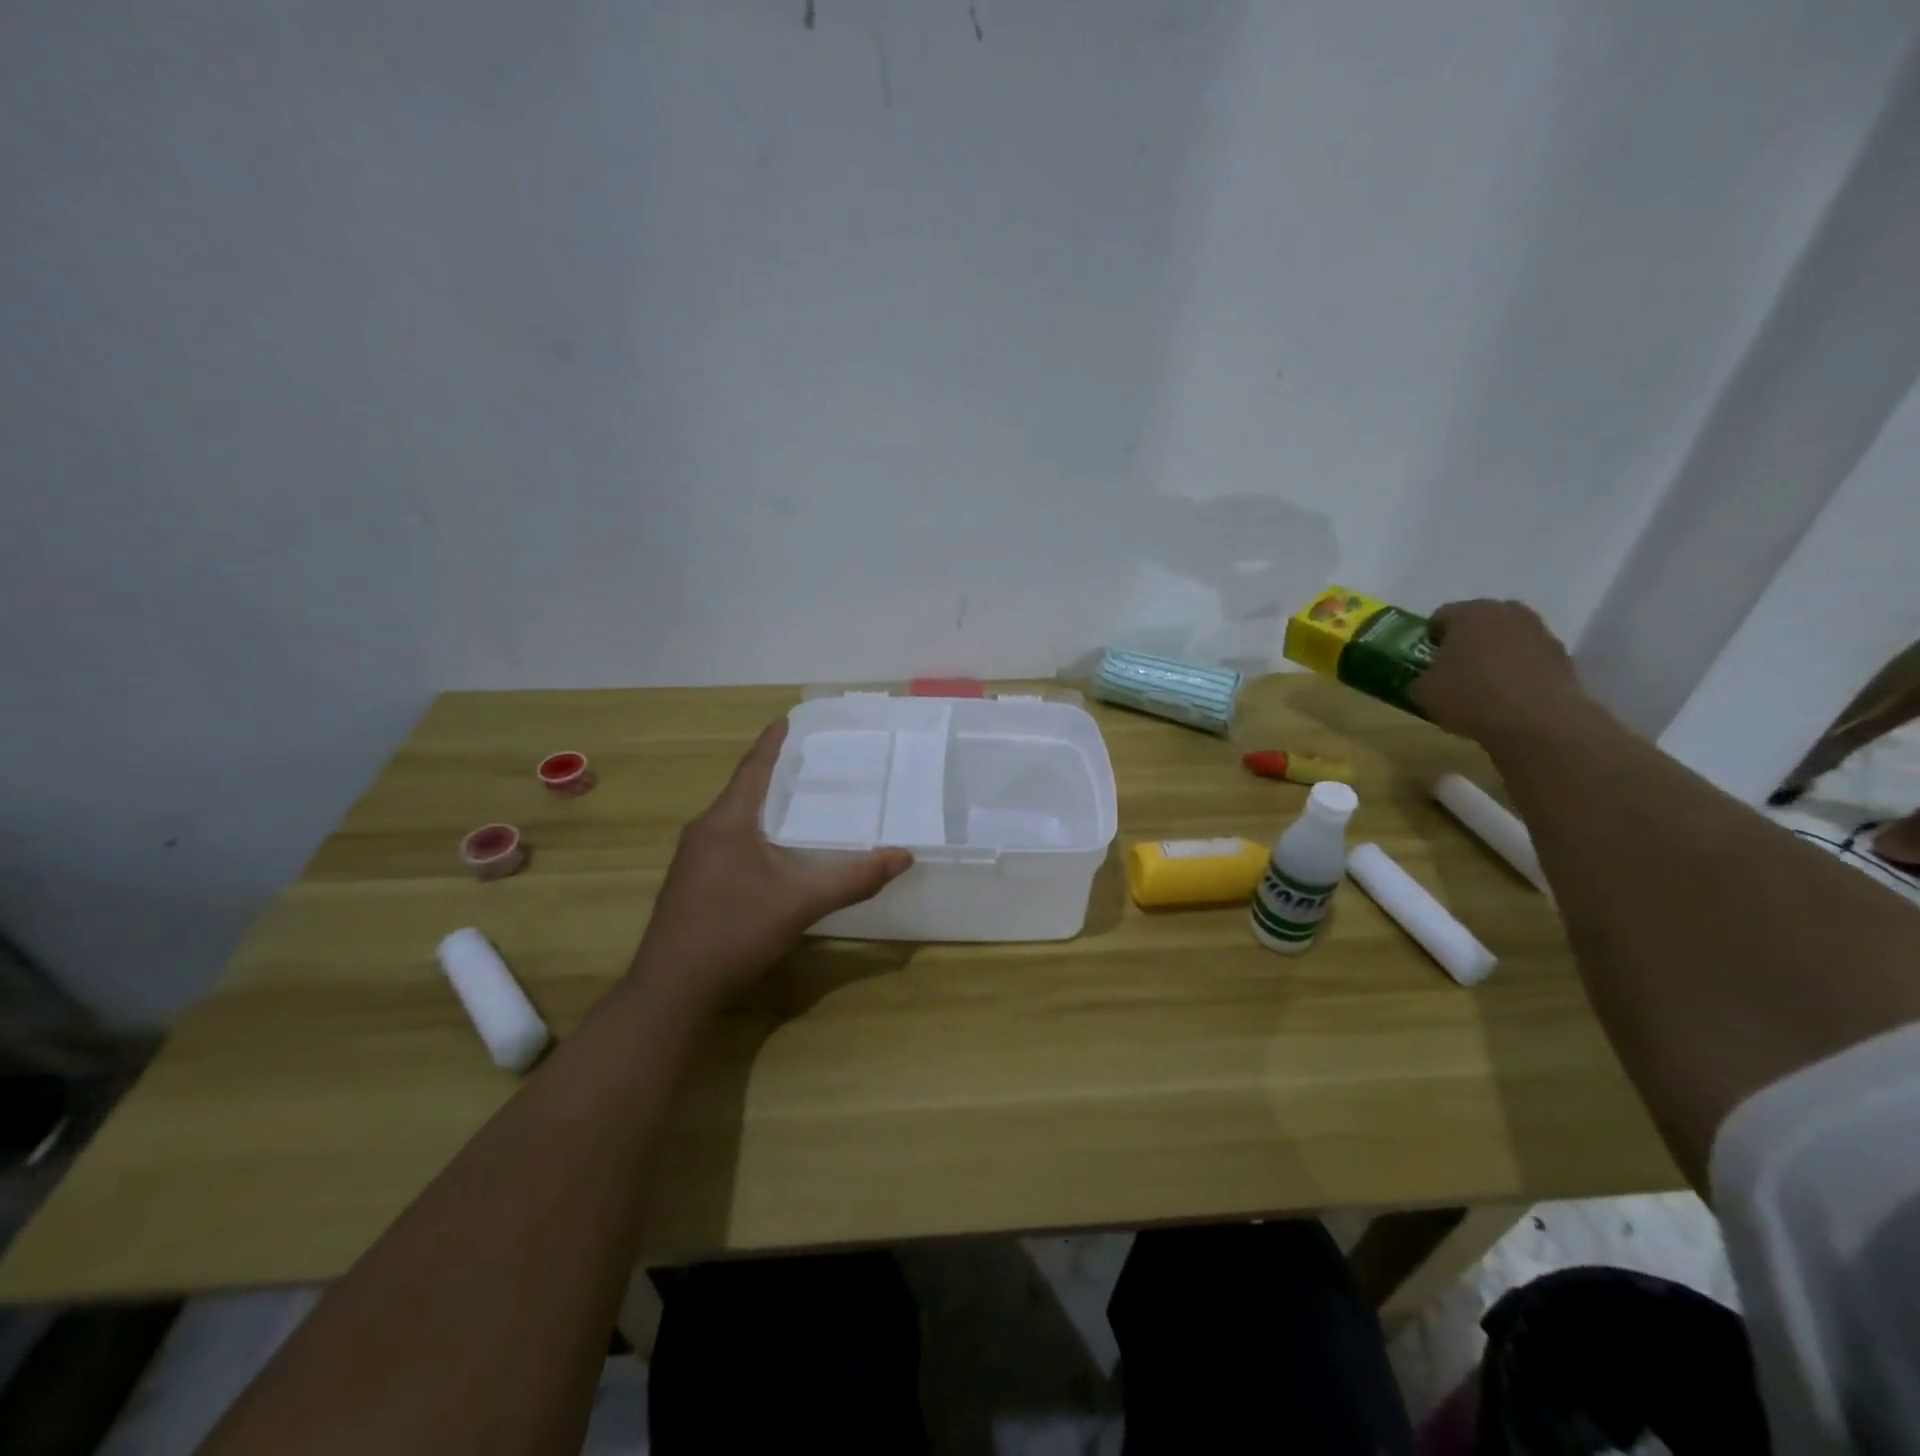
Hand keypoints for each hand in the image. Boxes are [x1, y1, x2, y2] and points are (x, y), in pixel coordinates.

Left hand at [632, 719, 913, 1004]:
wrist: (672, 988)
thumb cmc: (735, 930)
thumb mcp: (801, 902)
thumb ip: (853, 879)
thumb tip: (903, 857)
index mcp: (727, 822)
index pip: (753, 769)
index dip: (772, 744)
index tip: (786, 720)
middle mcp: (704, 831)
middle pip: (741, 791)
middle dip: (771, 773)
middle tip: (805, 762)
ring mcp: (691, 859)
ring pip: (732, 819)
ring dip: (760, 806)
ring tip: (792, 802)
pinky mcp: (689, 884)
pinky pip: (724, 842)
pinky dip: (750, 833)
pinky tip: (768, 852)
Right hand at [1410, 599, 1590, 745]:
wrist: (1538, 721)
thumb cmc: (1470, 696)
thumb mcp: (1423, 692)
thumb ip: (1419, 678)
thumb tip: (1424, 680)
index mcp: (1468, 613)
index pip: (1440, 616)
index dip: (1430, 638)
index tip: (1426, 660)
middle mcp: (1506, 613)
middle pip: (1479, 621)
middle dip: (1465, 639)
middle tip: (1454, 667)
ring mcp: (1539, 631)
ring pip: (1507, 637)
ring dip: (1495, 652)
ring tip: (1484, 683)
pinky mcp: (1562, 655)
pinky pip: (1529, 656)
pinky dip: (1518, 669)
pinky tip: (1508, 695)